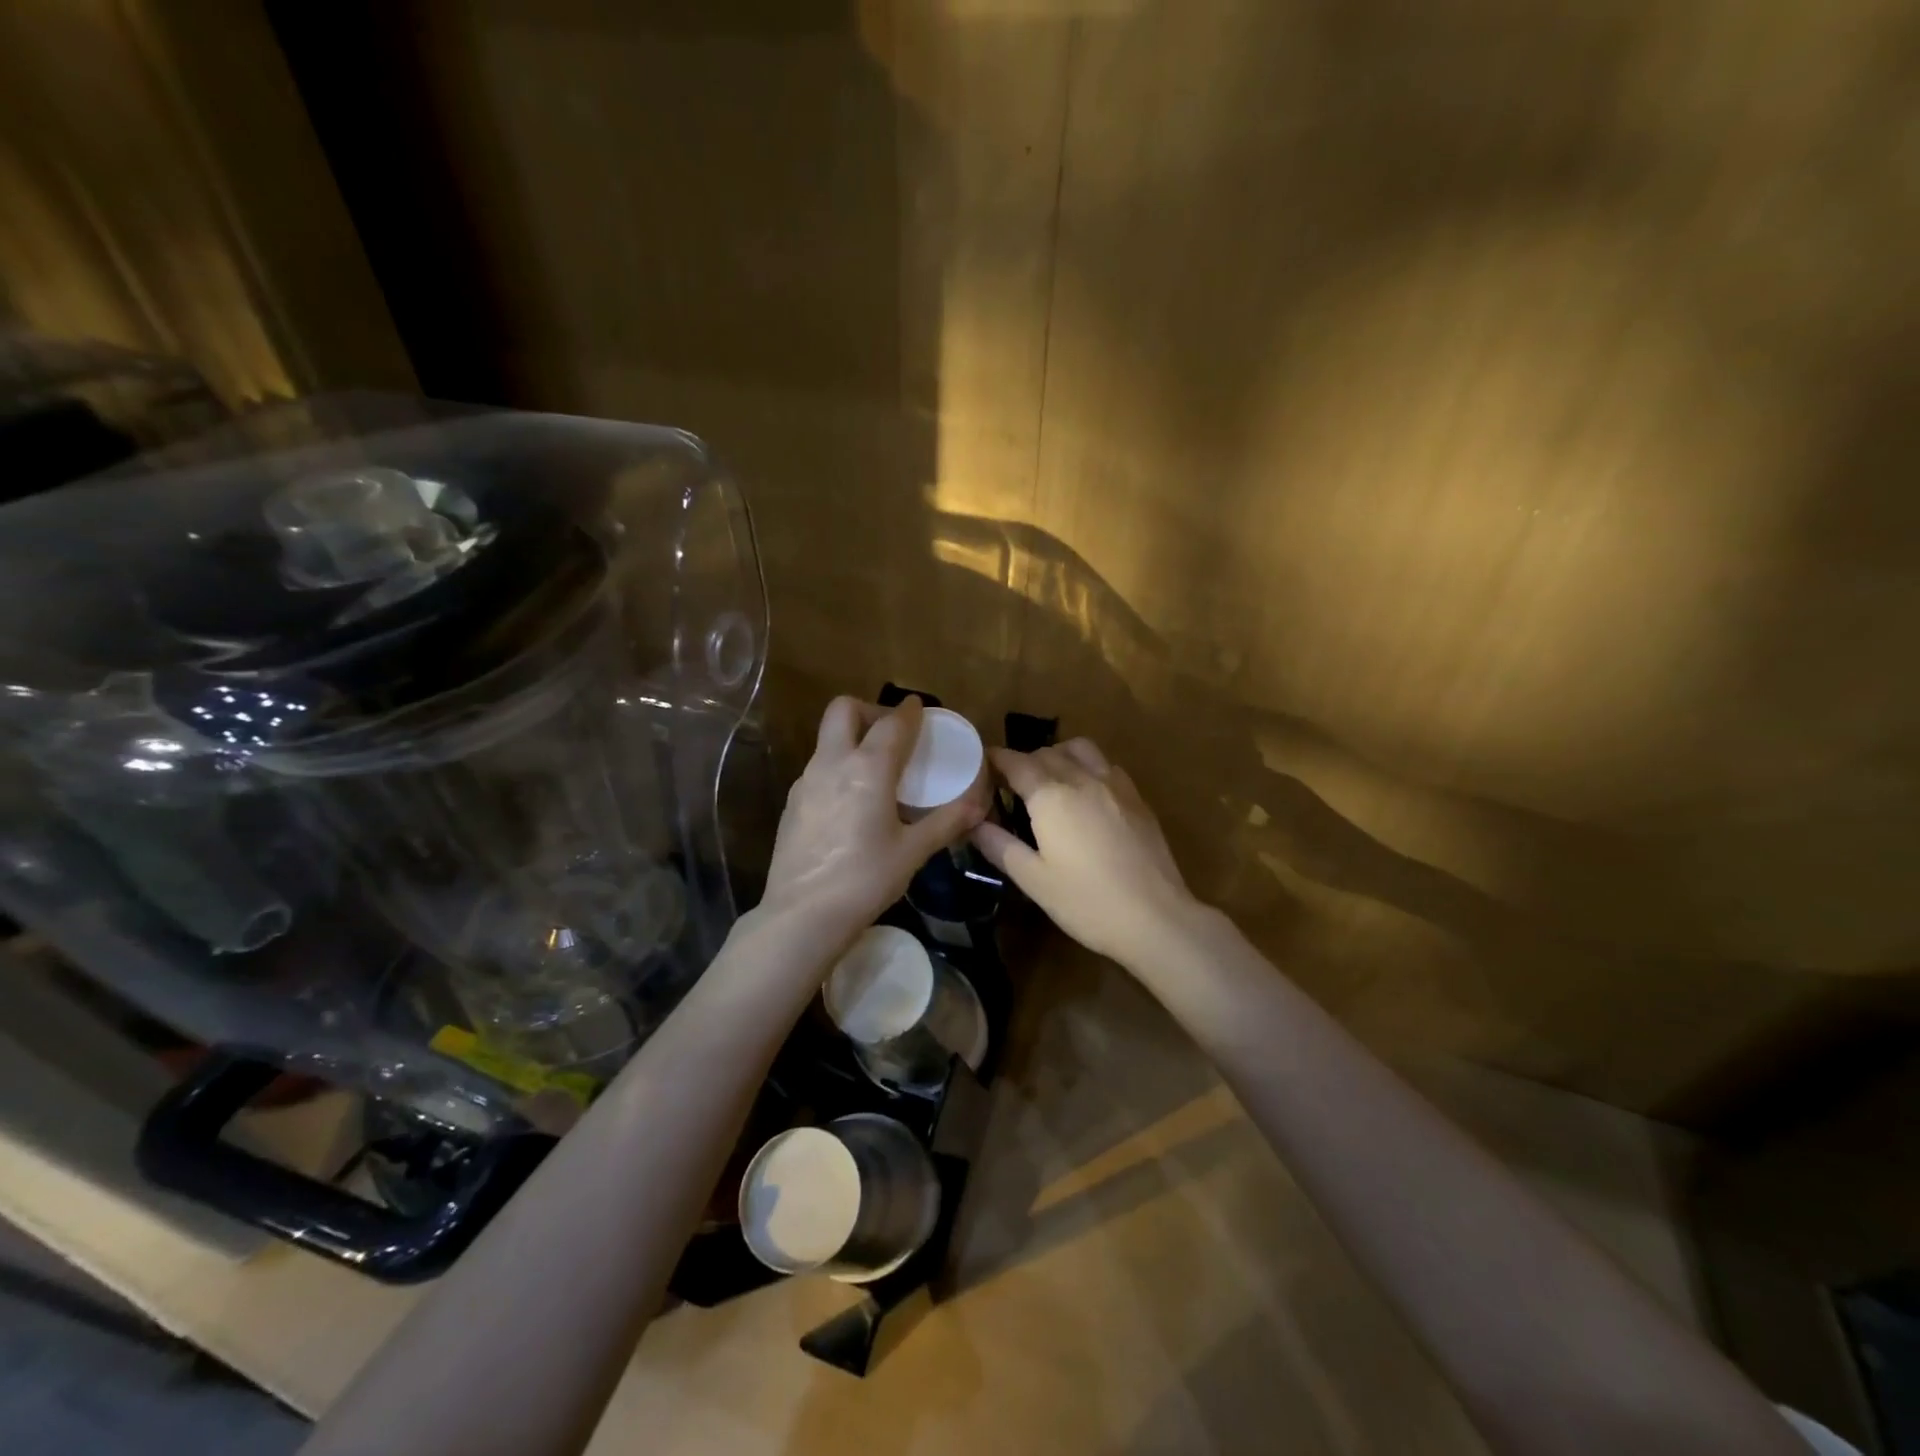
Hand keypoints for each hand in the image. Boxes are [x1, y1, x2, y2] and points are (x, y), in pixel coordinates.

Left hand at [759, 697, 985, 940]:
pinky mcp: (793, 802)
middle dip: (870, 709)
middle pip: (844, 710)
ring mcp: (806, 781)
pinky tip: (852, 801)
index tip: (919, 707)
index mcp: (868, 768)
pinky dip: (839, 767)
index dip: (909, 711)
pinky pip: (818, 767)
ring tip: (876, 770)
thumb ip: (947, 821)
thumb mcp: (913, 851)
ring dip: (853, 739)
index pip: (892, 723)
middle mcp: (832, 763)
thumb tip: (979, 804)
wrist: (802, 914)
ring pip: (828, 739)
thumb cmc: (865, 879)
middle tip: (892, 734)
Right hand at [971, 739, 1199, 963]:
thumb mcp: (1033, 879)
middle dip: (1024, 761)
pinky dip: (1088, 767)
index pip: (1016, 762)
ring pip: (1080, 749)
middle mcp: (1082, 778)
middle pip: (1046, 752)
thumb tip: (973, 823)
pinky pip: (1106, 765)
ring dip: (1058, 755)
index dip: (995, 760)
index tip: (982, 767)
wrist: (1155, 917)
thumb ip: (999, 845)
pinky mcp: (1137, 798)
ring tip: (1050, 780)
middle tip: (1010, 785)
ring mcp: (1114, 784)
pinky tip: (1087, 794)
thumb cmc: (1086, 902)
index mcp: (1051, 796)